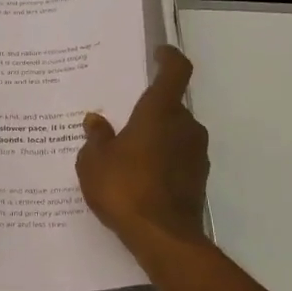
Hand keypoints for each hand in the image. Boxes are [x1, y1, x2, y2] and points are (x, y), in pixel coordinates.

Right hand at [77, 45, 210, 252]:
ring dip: (157, 139)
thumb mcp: (93, 162)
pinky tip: (140, 178)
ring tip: (128, 154)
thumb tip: (96, 121)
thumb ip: (96, 138)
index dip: (169, 58)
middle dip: (151, 111)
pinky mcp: (198, 179)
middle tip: (124, 121)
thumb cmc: (124, 188)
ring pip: (175, 135)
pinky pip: (178, 159)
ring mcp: (196, 154)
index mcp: (160, 112)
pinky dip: (162, 161)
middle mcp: (185, 127)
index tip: (158, 54)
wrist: (162, 236)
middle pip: (171, 107)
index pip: (175, 72)